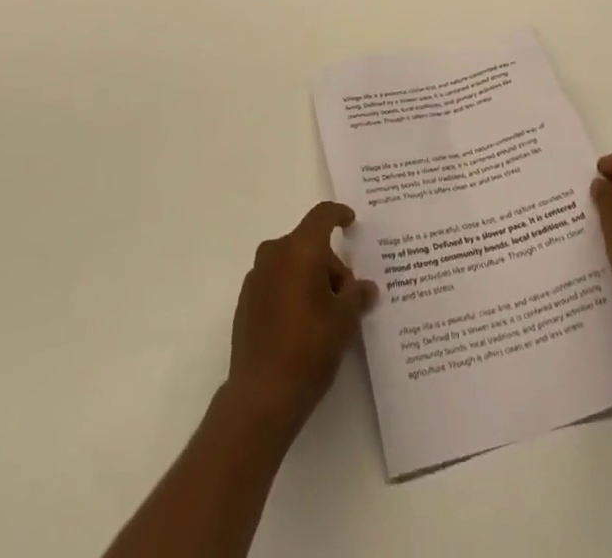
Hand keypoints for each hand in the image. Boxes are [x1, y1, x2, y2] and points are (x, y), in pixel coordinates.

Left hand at [224, 202, 376, 442]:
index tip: (351, 221)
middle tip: (347, 295)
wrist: (261, 396)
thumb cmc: (309, 348)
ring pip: (291, 263)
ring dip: (310, 278)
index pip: (322, 216)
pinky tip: (303, 325)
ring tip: (327, 314)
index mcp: (300, 249)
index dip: (339, 214)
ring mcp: (256, 278)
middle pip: (308, 243)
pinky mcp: (245, 302)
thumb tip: (366, 288)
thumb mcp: (344, 320)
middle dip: (330, 263)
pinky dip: (292, 291)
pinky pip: (276, 282)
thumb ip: (357, 295)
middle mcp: (274, 254)